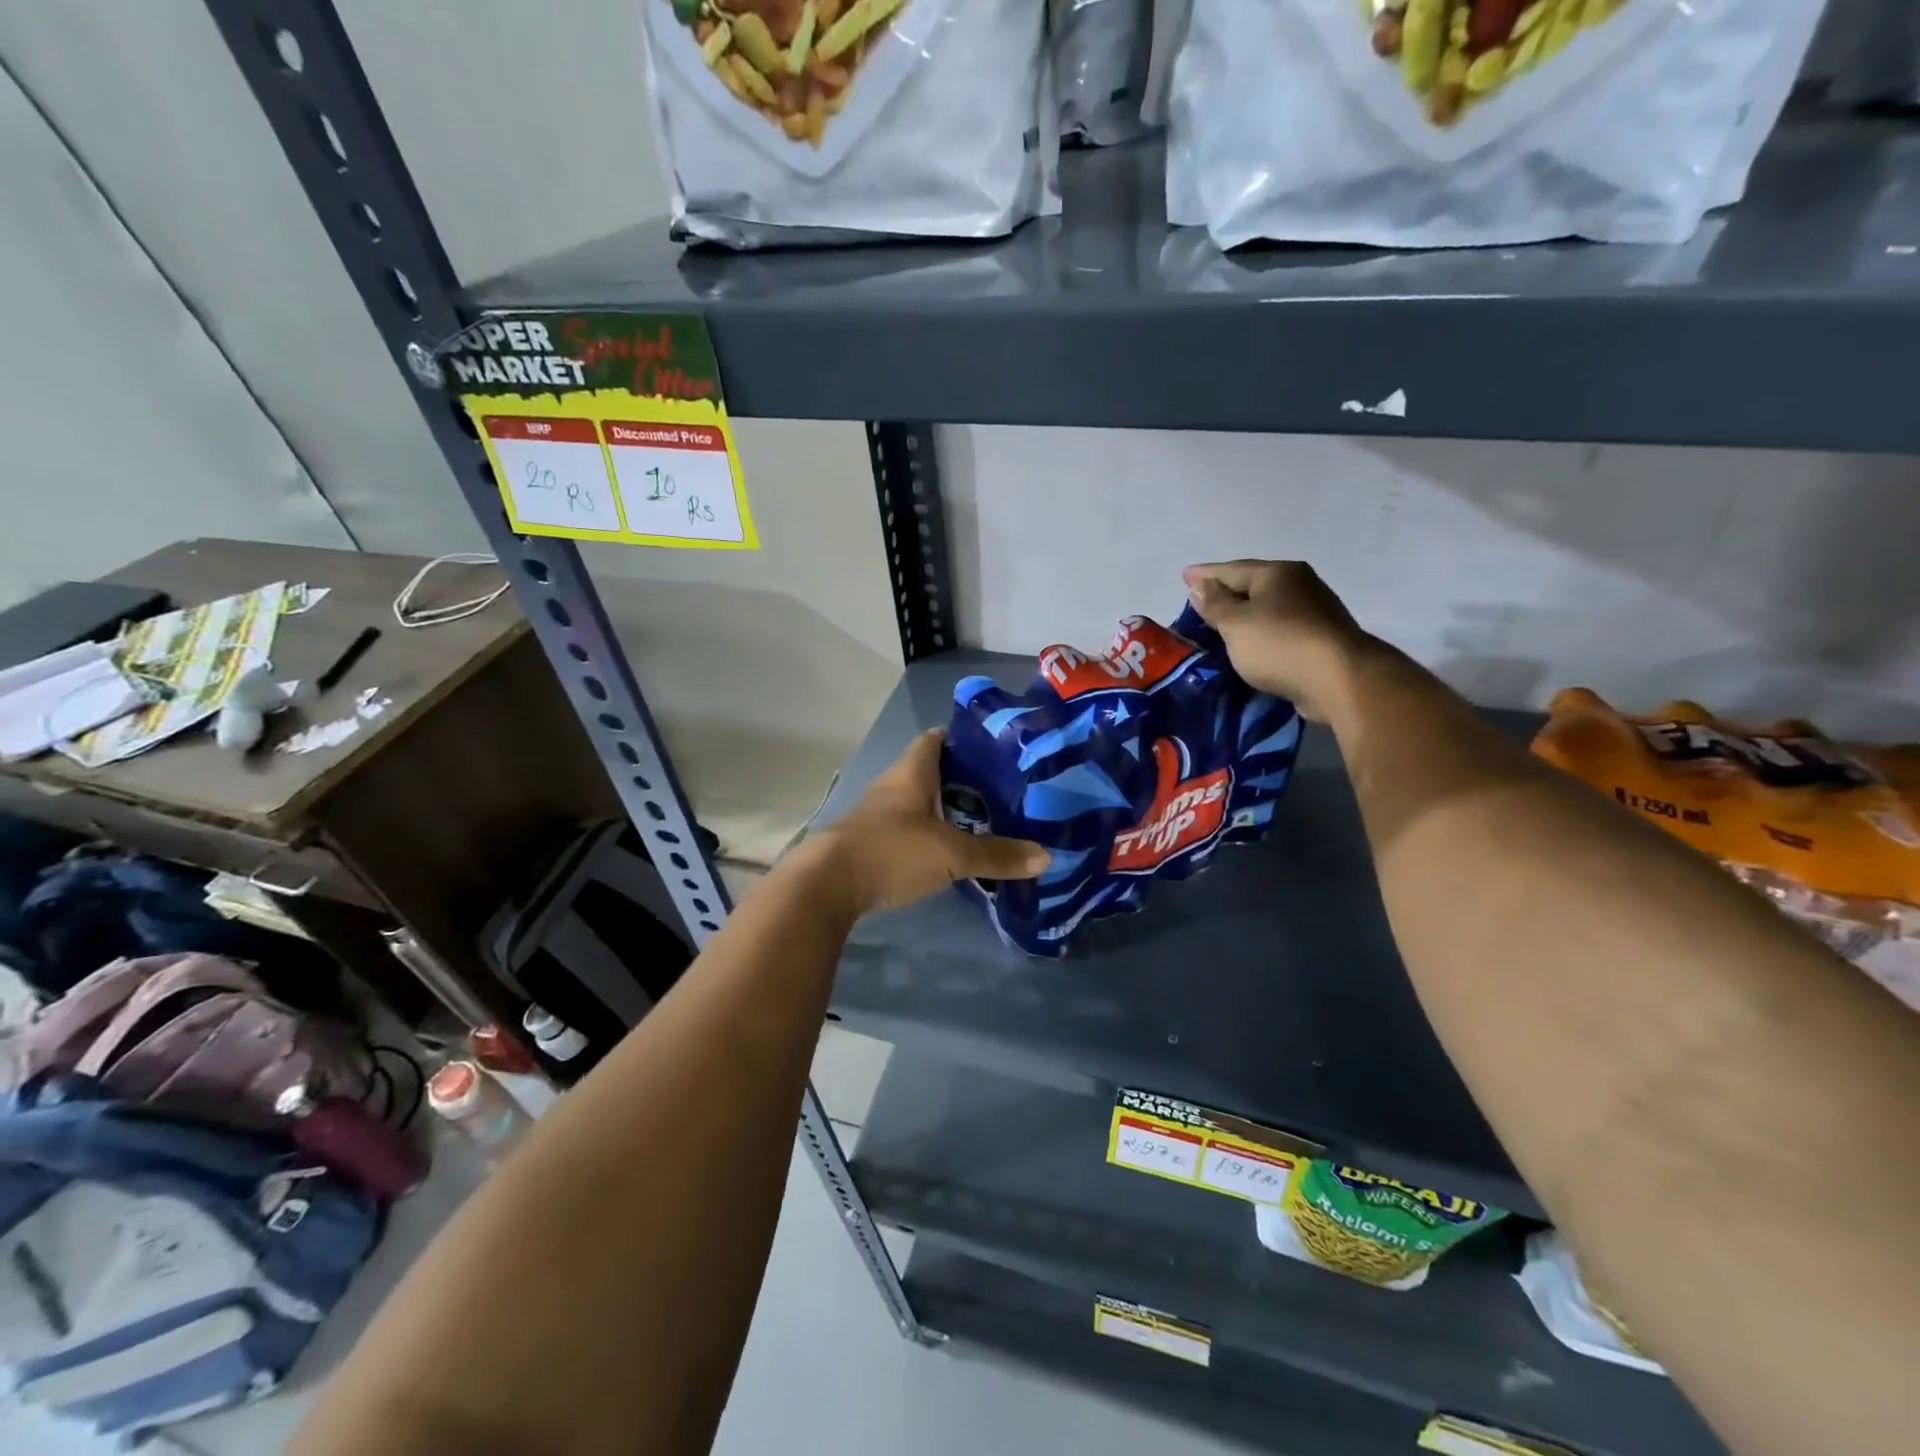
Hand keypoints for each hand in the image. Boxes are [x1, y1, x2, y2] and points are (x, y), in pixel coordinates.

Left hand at [804, 730, 1048, 918]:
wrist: (827, 884)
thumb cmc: (891, 850)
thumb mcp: (950, 853)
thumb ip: (996, 854)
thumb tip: (1046, 856)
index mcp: (911, 773)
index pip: (935, 739)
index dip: (962, 738)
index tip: (994, 749)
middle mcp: (892, 786)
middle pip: (929, 771)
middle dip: (961, 778)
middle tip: (999, 790)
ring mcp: (877, 815)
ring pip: (917, 801)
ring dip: (943, 808)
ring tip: (981, 820)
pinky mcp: (870, 842)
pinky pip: (907, 828)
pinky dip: (928, 833)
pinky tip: (948, 850)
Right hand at [1182, 560, 1373, 721]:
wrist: (1339, 680)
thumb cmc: (1279, 645)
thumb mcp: (1235, 623)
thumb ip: (1215, 604)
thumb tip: (1201, 586)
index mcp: (1277, 573)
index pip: (1232, 569)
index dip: (1205, 574)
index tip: (1185, 576)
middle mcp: (1300, 584)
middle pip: (1253, 585)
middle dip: (1227, 592)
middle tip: (1200, 601)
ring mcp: (1315, 612)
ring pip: (1269, 608)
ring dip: (1246, 615)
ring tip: (1221, 625)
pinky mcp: (1321, 640)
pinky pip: (1281, 630)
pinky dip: (1262, 633)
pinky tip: (1251, 643)